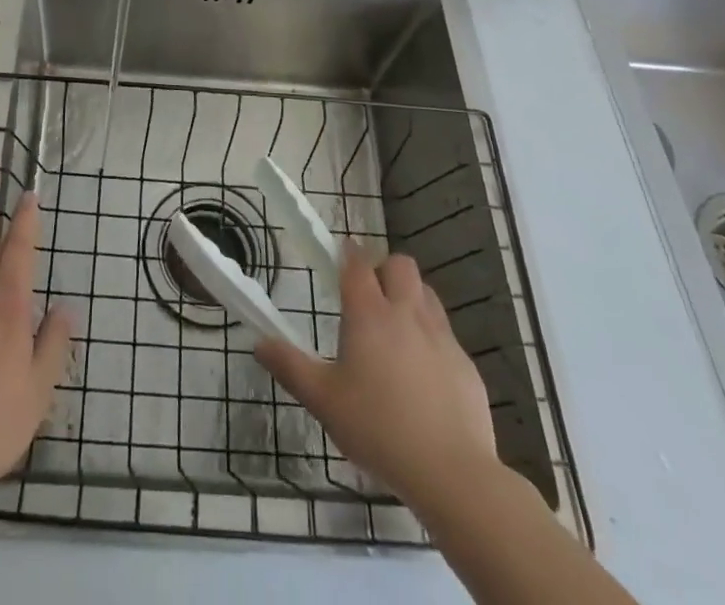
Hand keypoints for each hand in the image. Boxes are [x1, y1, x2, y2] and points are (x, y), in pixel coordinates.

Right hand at [255, 242, 495, 505]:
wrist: (451, 472)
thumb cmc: (378, 428)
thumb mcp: (323, 400)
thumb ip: (290, 367)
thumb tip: (259, 343)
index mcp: (369, 314)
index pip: (357, 263)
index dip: (348, 253)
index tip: (340, 253)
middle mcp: (406, 314)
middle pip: (399, 264)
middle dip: (383, 268)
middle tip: (369, 295)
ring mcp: (441, 337)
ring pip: (426, 293)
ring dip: (410, 297)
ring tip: (395, 328)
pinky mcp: (465, 365)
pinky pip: (446, 333)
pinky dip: (432, 338)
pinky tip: (423, 373)